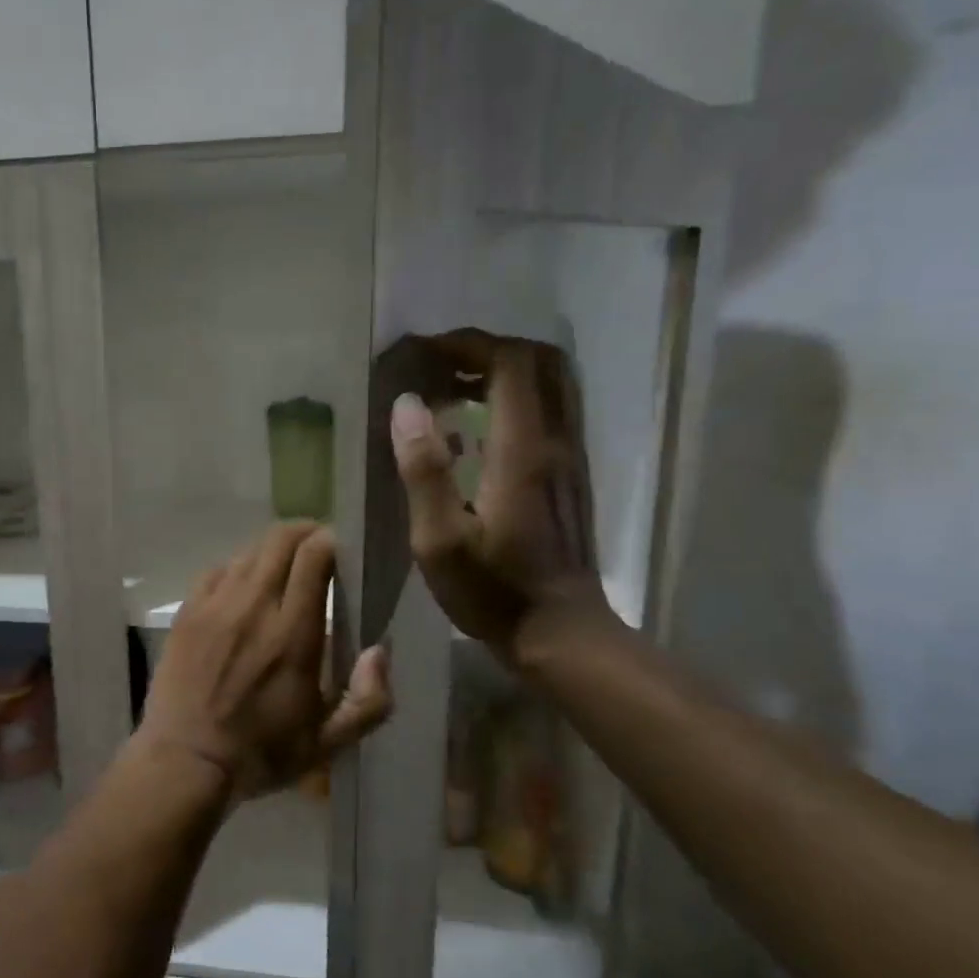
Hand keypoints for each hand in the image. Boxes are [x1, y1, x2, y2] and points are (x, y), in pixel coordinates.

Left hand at [139, 523, 391, 799]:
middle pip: (281, 539)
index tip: (344, 550)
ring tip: (284, 569)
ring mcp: (215, 605)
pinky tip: (244, 588)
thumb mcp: (328, 742)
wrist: (185, 761)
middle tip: (319, 549)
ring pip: (249, 550)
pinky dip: (238, 568)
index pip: (314, 555)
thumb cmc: (261, 753)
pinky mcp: (188, 611)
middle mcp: (254, 606)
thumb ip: (369, 700)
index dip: (332, 540)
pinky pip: (217, 569)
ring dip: (273, 550)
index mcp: (294, 633)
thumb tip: (380, 651)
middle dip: (306, 533)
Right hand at [385, 333, 612, 660]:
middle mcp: (556, 442)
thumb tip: (407, 404)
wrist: (562, 634)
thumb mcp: (439, 540)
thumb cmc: (493, 591)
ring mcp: (571, 457)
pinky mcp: (571, 474)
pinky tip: (475, 427)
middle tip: (439, 364)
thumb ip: (423, 470)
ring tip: (451, 388)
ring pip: (551, 383)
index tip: (424, 352)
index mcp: (523, 451)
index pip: (511, 363)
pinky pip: (550, 409)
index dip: (468, 344)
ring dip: (502, 370)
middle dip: (487, 349)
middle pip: (540, 361)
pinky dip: (514, 397)